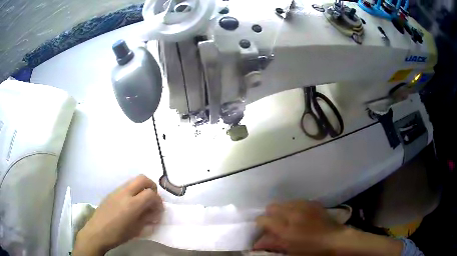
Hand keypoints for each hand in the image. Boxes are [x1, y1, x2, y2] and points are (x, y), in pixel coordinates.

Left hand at [73, 175, 162, 255]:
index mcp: (132, 204)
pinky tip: (130, 204)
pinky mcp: (111, 193)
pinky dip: (133, 191)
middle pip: (142, 179)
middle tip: (153, 199)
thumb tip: (154, 211)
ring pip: (133, 181)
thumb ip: (147, 217)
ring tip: (142, 202)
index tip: (159, 209)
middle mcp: (125, 193)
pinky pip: (125, 187)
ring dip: (141, 188)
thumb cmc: (118, 234)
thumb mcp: (137, 229)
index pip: (151, 193)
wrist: (97, 232)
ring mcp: (116, 191)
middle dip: (151, 186)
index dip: (158, 200)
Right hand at [254, 201, 343, 254]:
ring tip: (289, 220)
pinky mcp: (313, 203)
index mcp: (286, 229)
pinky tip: (299, 216)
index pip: (263, 219)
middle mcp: (293, 214)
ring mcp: (304, 206)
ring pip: (284, 202)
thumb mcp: (290, 250)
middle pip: (272, 206)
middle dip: (270, 215)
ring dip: (282, 210)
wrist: (335, 239)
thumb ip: (273, 243)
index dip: (260, 224)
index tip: (264, 230)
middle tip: (276, 225)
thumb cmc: (311, 249)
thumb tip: (257, 243)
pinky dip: (294, 207)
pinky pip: (297, 201)